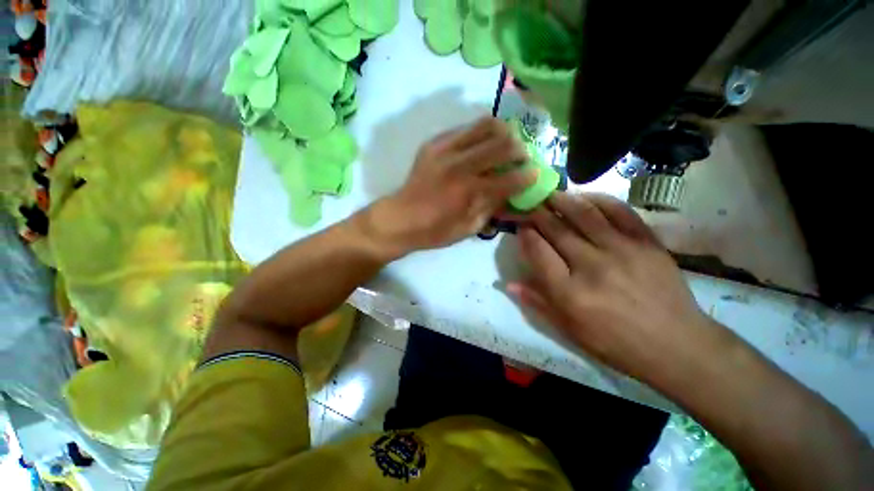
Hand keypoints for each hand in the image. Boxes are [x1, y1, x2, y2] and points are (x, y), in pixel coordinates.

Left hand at [364, 117, 535, 258]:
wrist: (400, 218)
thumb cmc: (435, 231)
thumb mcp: (469, 228)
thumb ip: (493, 208)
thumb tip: (512, 192)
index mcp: (469, 192)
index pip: (511, 178)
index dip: (528, 175)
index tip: (534, 174)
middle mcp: (460, 166)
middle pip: (503, 143)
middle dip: (519, 150)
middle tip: (520, 158)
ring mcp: (445, 150)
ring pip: (485, 125)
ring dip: (502, 133)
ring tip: (504, 143)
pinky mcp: (433, 143)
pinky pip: (464, 128)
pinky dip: (479, 134)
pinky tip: (479, 145)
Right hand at [509, 192, 723, 384]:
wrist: (677, 345)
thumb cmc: (615, 343)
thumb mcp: (569, 331)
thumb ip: (537, 303)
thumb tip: (508, 284)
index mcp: (569, 293)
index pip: (538, 252)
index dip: (526, 235)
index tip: (521, 227)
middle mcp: (592, 267)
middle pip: (557, 230)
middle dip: (538, 214)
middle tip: (529, 205)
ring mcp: (623, 251)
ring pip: (584, 215)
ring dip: (562, 200)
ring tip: (550, 194)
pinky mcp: (647, 243)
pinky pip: (619, 212)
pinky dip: (599, 200)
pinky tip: (585, 197)